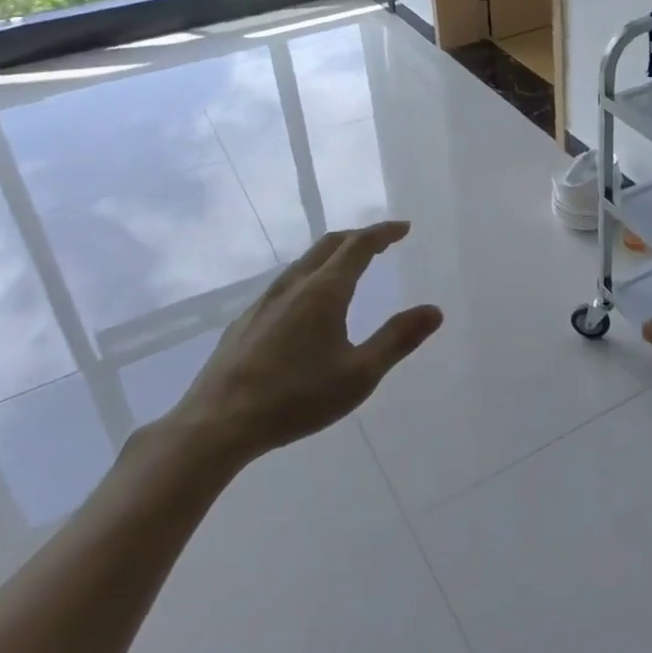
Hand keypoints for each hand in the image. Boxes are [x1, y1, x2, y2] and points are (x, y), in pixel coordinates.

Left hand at [156, 221, 442, 477]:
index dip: (383, 233)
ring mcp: (265, 301)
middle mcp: (294, 285)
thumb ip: (398, 339)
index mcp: (325, 291)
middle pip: (329, 244)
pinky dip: (310, 275)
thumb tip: (434, 310)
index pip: (359, 246)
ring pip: (304, 262)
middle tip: (382, 242)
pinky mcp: (246, 320)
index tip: (403, 228)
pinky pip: (286, 283)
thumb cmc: (296, 398)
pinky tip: (307, 303)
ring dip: (333, 254)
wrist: (217, 423)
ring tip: (349, 266)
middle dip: (359, 237)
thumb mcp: (359, 375)